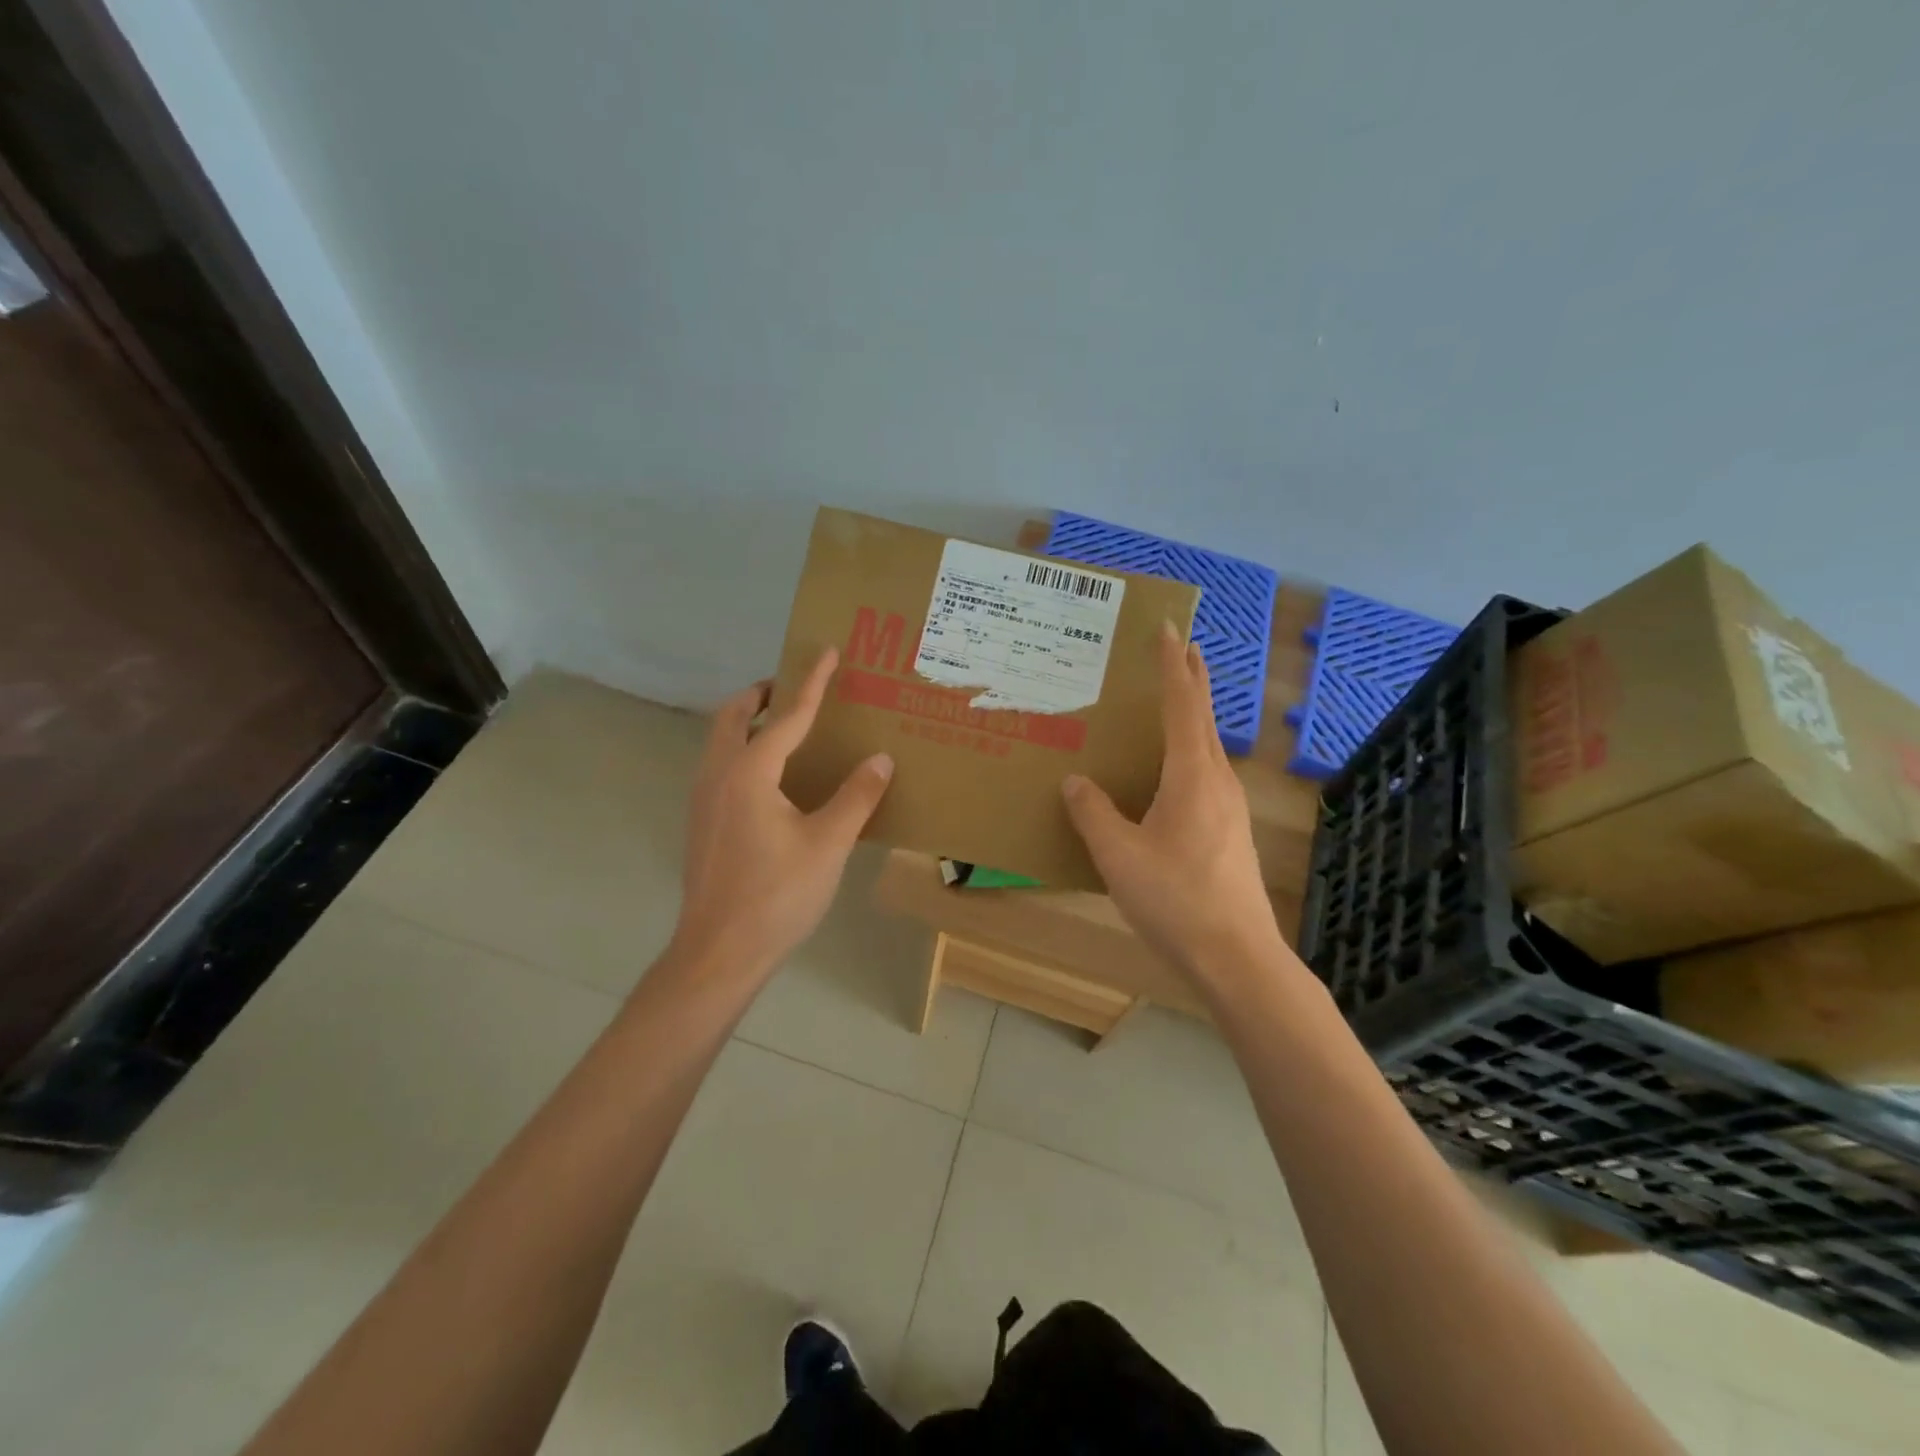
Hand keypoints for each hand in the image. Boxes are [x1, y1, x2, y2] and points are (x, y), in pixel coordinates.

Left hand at [670, 648, 893, 980]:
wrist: (719, 952)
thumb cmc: (777, 896)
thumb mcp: (828, 844)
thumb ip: (856, 797)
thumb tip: (881, 759)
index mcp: (748, 772)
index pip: (786, 715)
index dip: (811, 683)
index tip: (827, 652)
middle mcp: (717, 774)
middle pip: (732, 716)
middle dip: (761, 694)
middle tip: (794, 689)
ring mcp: (703, 800)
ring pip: (719, 741)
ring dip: (747, 721)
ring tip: (785, 726)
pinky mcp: (702, 823)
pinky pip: (719, 766)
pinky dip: (742, 750)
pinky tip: (772, 779)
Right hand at [1061, 623, 1285, 988]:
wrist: (1237, 957)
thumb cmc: (1175, 899)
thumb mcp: (1119, 855)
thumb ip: (1093, 813)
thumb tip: (1076, 781)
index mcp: (1192, 776)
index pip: (1183, 705)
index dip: (1173, 665)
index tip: (1170, 628)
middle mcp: (1217, 782)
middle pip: (1204, 719)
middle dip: (1192, 680)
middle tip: (1181, 648)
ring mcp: (1230, 808)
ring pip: (1208, 748)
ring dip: (1193, 718)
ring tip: (1171, 706)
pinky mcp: (1230, 833)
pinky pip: (1207, 775)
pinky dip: (1190, 753)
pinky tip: (1173, 775)